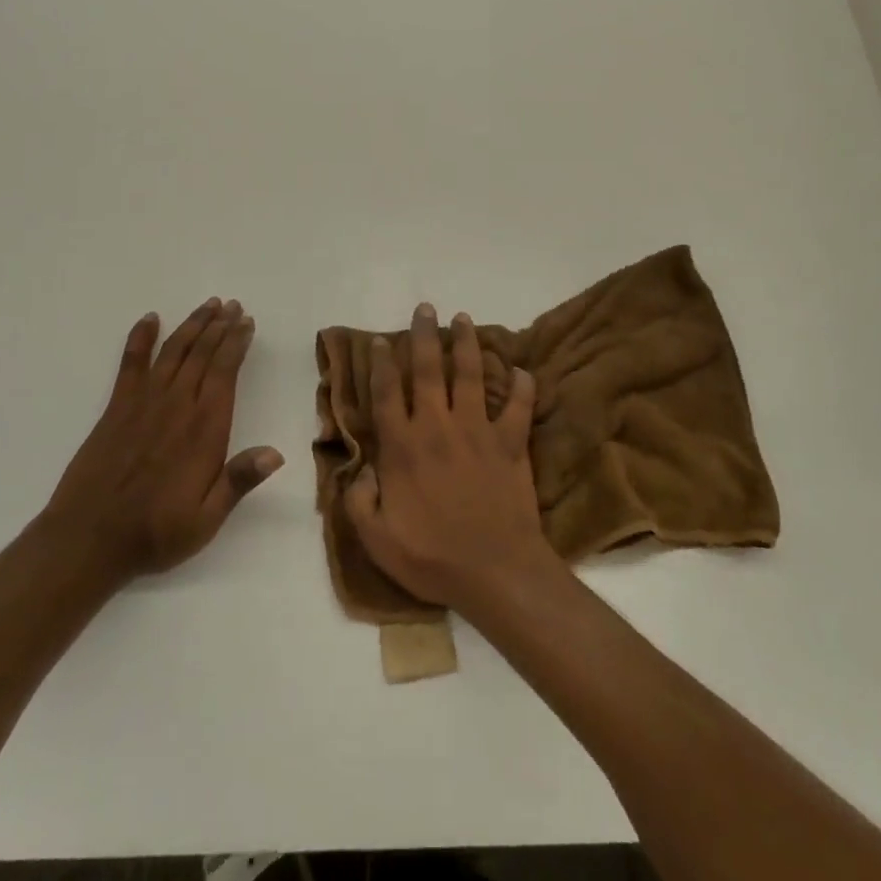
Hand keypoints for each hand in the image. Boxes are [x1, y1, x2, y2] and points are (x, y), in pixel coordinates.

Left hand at [43, 299, 281, 582]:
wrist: (88, 539)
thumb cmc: (156, 532)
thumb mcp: (206, 519)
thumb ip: (239, 481)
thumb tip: (276, 453)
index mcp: (204, 429)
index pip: (224, 373)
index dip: (236, 344)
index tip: (247, 322)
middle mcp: (176, 406)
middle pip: (202, 354)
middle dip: (220, 327)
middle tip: (232, 305)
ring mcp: (143, 403)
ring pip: (173, 352)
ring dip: (192, 326)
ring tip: (208, 306)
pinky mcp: (116, 408)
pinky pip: (130, 363)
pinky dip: (140, 338)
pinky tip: (149, 319)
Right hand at [343, 303, 556, 610]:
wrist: (496, 572)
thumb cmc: (432, 557)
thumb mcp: (377, 539)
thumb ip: (359, 500)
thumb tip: (357, 470)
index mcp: (404, 447)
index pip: (388, 394)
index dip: (383, 364)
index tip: (384, 340)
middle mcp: (439, 427)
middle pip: (430, 370)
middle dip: (425, 336)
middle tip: (425, 308)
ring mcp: (478, 431)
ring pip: (472, 375)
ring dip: (467, 344)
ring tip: (464, 319)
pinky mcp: (511, 443)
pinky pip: (520, 407)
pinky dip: (523, 387)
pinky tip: (523, 369)